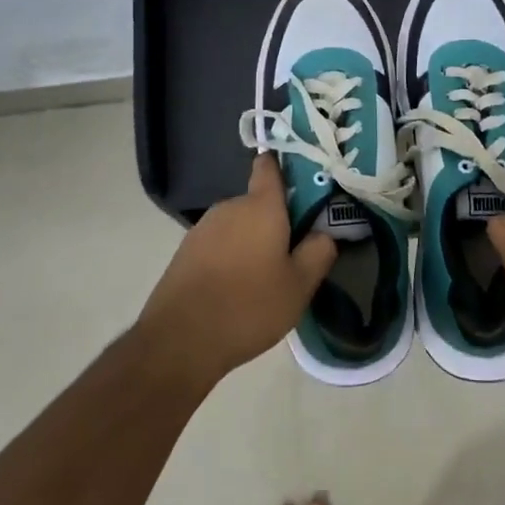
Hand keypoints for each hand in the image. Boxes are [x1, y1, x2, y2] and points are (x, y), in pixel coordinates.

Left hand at [138, 155, 337, 388]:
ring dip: (253, 240)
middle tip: (295, 251)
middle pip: (259, 201)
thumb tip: (325, 233)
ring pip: (239, 224)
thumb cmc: (248, 306)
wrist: (180, 339)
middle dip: (277, 219)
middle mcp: (230, 206)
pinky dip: (232, 256)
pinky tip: (238, 289)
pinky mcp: (187, 250)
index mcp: (261, 205)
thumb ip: (319, 252)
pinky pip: (220, 243)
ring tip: (266, 277)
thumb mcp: (299, 286)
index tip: (305, 180)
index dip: (286, 165)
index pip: (270, 165)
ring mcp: (204, 227)